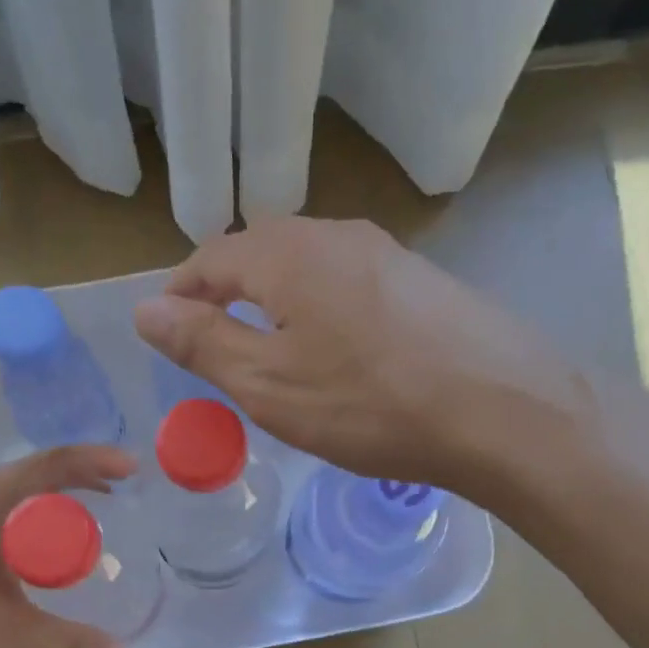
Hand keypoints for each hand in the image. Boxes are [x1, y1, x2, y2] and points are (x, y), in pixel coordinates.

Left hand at [0, 446, 136, 647]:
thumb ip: (60, 646)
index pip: (50, 465)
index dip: (96, 462)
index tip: (132, 468)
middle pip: (26, 478)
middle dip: (72, 488)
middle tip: (105, 508)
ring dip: (36, 511)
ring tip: (59, 541)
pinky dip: (7, 528)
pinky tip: (0, 568)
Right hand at [134, 217, 573, 491]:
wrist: (503, 413)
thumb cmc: (369, 403)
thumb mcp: (268, 384)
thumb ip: (202, 343)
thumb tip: (145, 309)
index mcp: (287, 254)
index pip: (211, 257)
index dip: (181, 293)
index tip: (167, 332)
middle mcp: (335, 234)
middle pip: (259, 253)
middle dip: (226, 293)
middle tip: (215, 345)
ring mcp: (386, 253)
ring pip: (307, 267)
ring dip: (275, 300)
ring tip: (272, 351)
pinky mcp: (422, 280)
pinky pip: (349, 284)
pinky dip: (322, 309)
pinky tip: (339, 353)